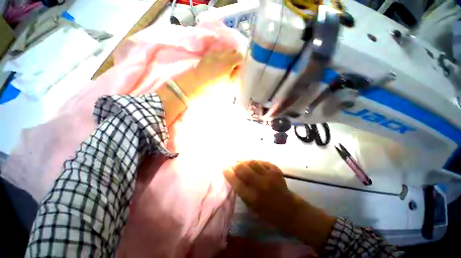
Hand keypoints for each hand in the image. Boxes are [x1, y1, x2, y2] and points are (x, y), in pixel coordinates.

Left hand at [175, 49, 242, 98]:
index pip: (240, 56)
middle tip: (233, 69)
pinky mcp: (206, 56)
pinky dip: (220, 57)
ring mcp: (213, 54)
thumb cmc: (212, 88)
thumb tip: (239, 69)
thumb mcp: (227, 85)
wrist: (194, 85)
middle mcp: (221, 55)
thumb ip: (235, 76)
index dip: (241, 63)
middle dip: (235, 58)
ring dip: (228, 57)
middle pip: (233, 50)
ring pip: (225, 50)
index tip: (238, 71)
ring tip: (225, 67)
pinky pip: (217, 53)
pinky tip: (217, 66)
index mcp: (228, 63)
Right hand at [223, 160, 301, 231]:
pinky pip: (262, 161)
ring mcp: (270, 176)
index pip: (236, 182)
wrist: (288, 209)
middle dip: (235, 165)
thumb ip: (242, 191)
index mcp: (253, 197)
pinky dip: (255, 162)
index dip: (228, 173)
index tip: (224, 167)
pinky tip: (253, 163)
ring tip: (241, 162)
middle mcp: (261, 185)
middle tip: (233, 164)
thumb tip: (233, 176)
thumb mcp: (251, 206)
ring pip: (252, 162)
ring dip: (244, 161)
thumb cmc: (267, 211)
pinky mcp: (276, 170)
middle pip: (243, 169)